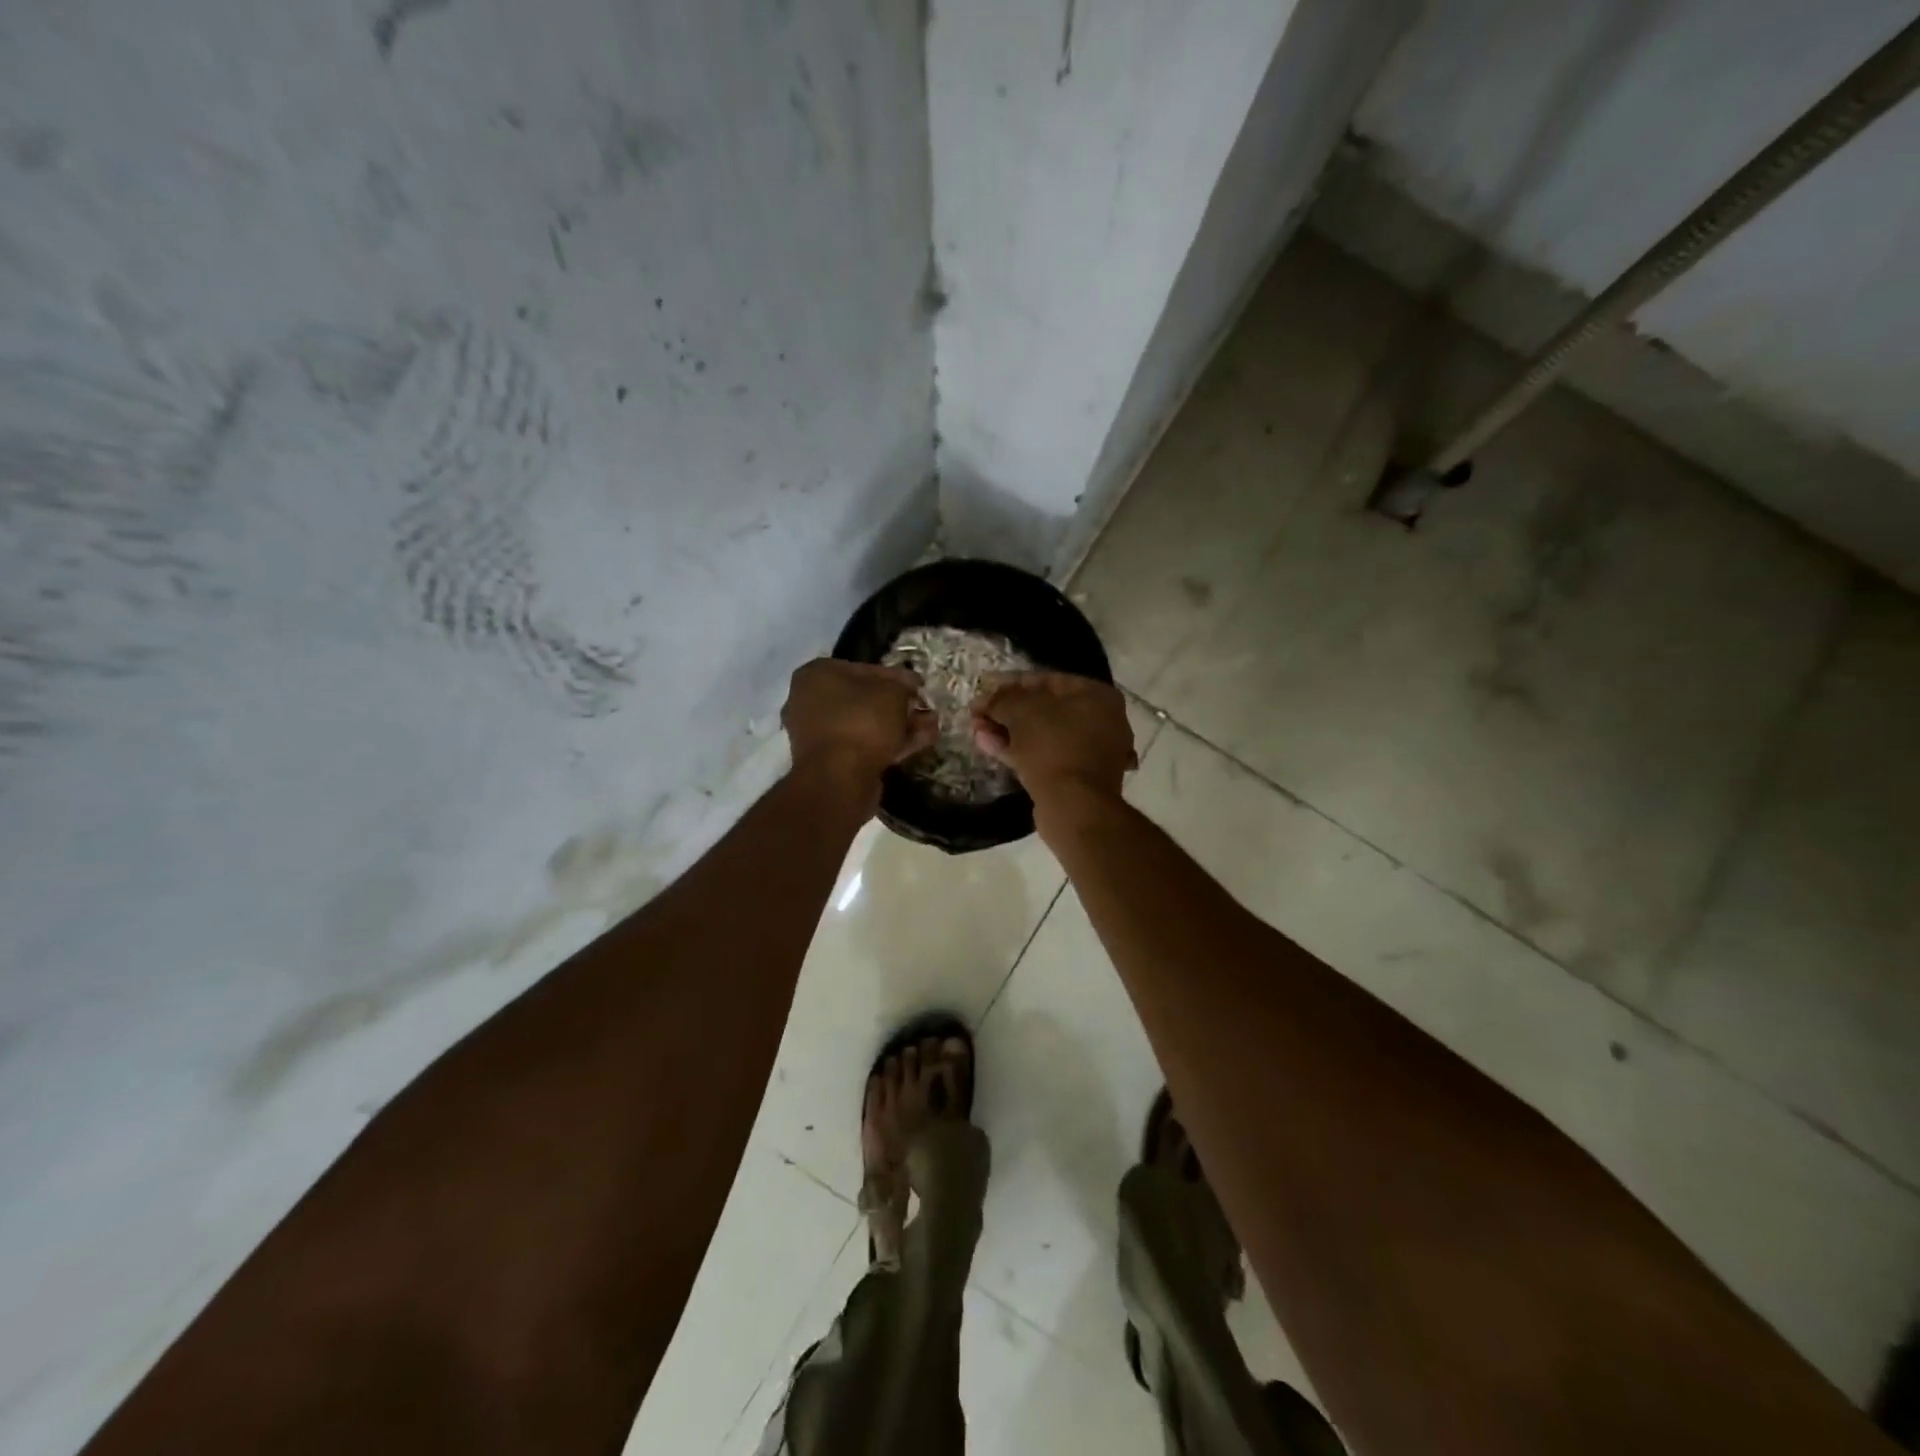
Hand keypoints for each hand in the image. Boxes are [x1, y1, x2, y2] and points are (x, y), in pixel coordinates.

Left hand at [782, 658, 935, 794]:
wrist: (839, 778)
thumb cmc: (862, 721)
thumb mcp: (893, 692)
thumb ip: (904, 685)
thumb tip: (910, 687)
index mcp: (816, 675)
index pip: (864, 669)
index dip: (896, 677)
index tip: (919, 686)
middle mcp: (810, 701)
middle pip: (865, 699)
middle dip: (900, 705)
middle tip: (926, 708)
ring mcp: (818, 734)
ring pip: (867, 724)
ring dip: (901, 725)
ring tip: (932, 725)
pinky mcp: (830, 761)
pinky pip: (864, 745)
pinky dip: (891, 743)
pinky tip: (921, 742)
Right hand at [971, 671, 1135, 809]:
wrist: (1073, 805)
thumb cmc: (1053, 746)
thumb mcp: (1022, 711)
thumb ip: (1002, 699)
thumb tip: (985, 699)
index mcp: (1098, 697)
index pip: (1049, 680)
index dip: (1012, 682)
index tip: (985, 686)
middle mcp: (1100, 721)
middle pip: (1044, 709)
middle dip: (1007, 710)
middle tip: (978, 712)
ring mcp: (1090, 753)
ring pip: (1041, 735)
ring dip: (1007, 731)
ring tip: (975, 728)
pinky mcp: (1076, 778)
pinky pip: (1043, 756)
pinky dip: (1018, 750)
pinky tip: (987, 745)